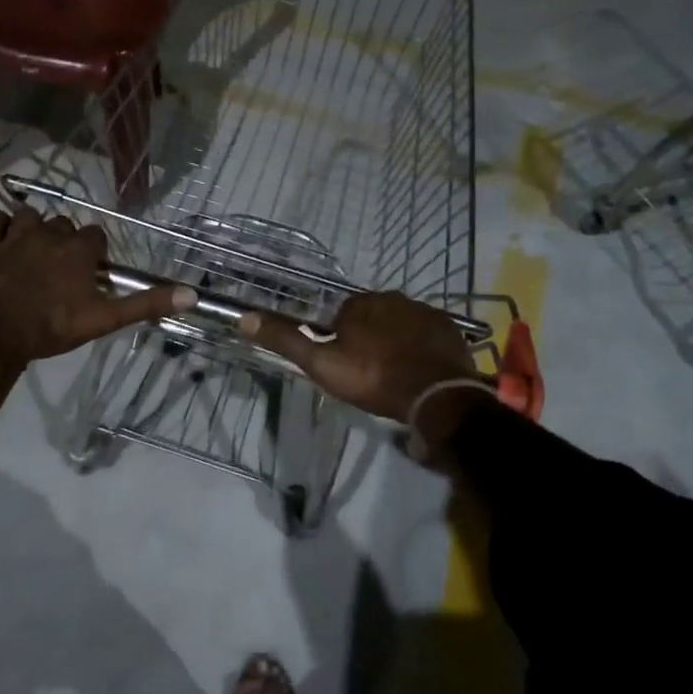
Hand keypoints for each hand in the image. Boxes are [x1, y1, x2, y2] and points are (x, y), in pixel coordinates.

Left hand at [0, 205, 195, 375]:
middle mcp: (49, 233)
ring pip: (30, 216)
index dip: (96, 253)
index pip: (96, 235)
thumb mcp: (105, 318)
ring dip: (35, 228)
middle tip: (65, 269)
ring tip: (36, 250)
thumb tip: (192, 294)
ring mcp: (16, 237)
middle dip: (67, 241)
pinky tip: (4, 236)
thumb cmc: (55, 327)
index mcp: (78, 248)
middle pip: (64, 225)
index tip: (92, 273)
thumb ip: (146, 304)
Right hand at [235, 292, 480, 421]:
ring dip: (394, 340)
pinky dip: (419, 345)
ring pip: (399, 322)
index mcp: (359, 304)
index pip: (340, 314)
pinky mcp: (448, 327)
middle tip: (367, 370)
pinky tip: (418, 368)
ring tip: (393, 371)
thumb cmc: (373, 378)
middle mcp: (392, 298)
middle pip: (371, 315)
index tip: (342, 362)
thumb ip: (286, 340)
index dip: (337, 338)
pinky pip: (425, 332)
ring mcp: (424, 311)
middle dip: (367, 336)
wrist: (435, 395)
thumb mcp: (321, 364)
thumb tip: (244, 317)